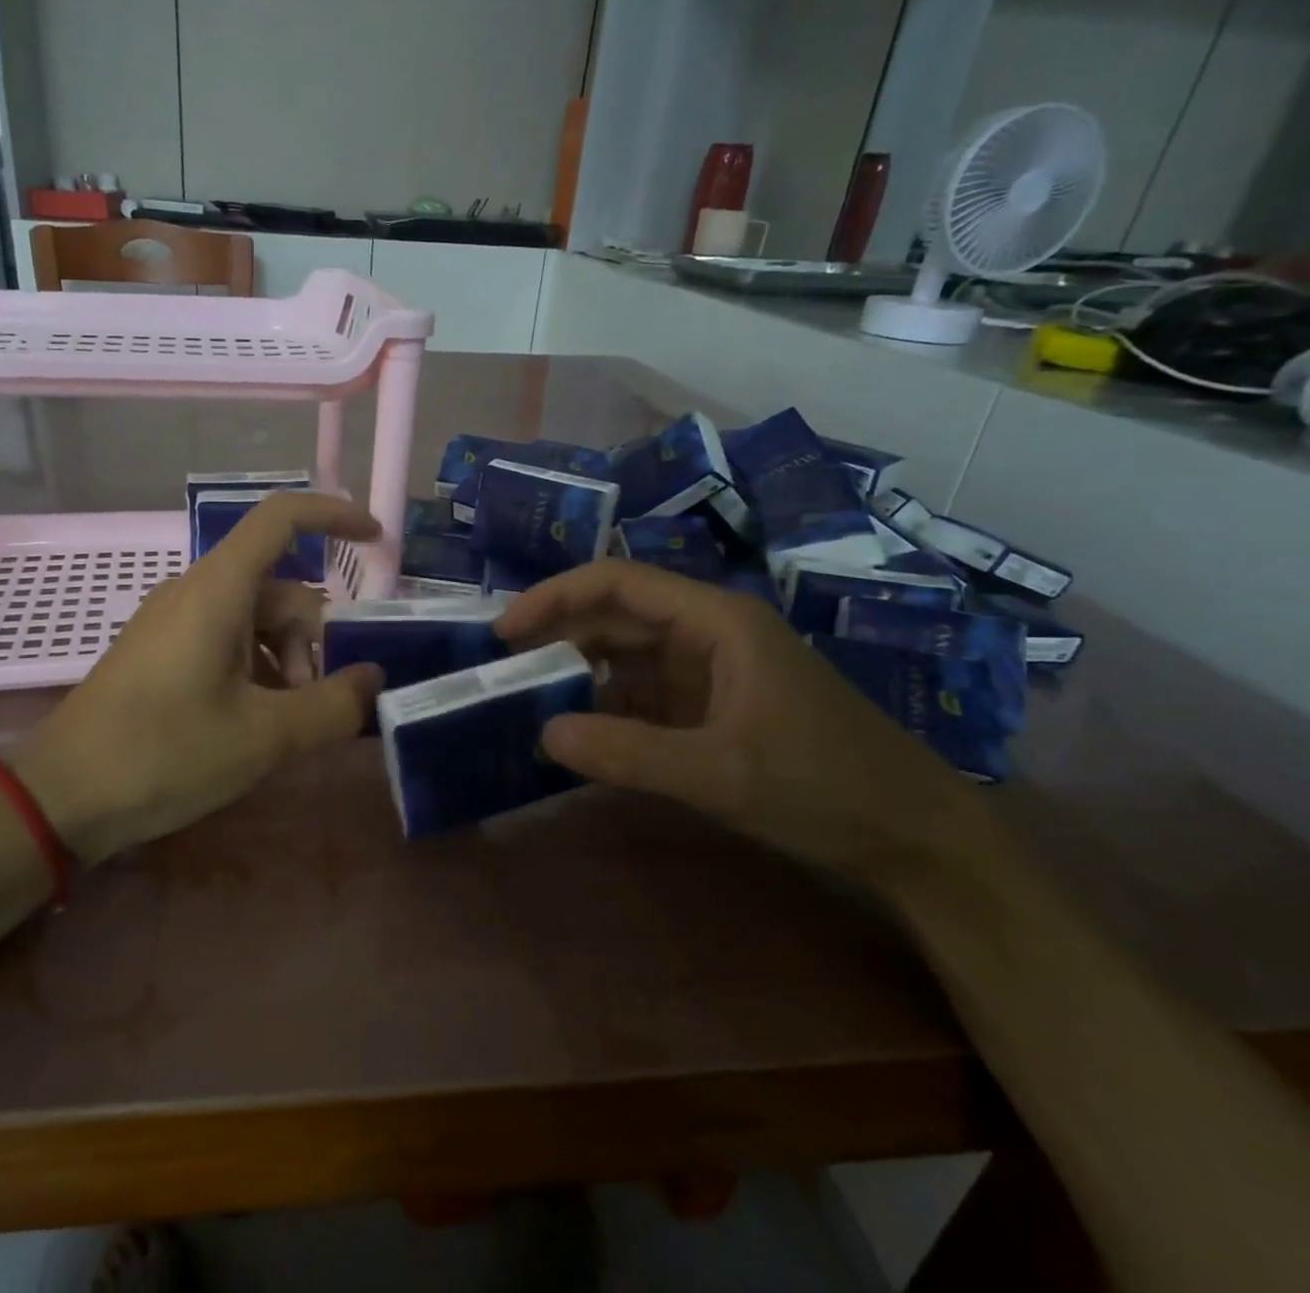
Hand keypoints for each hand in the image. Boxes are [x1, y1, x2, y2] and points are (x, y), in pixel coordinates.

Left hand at [14, 493, 383, 864]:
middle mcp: (195, 590)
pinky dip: (254, 669)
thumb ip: (332, 705)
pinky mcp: (160, 650)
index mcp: (218, 588)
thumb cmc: (165, 753)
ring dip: (284, 662)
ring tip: (281, 724)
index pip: (282, 517)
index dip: (334, 515)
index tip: (376, 540)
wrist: (60, 796)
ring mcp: (173, 620)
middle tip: (313, 703)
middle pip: (279, 588)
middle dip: (311, 640)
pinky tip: (251, 722)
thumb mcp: (264, 736)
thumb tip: (373, 679)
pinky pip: (225, 640)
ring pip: (254, 619)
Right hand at [495, 560, 979, 889]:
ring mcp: (711, 672)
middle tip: (503, 671)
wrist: (917, 838)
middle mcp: (708, 634)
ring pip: (626, 657)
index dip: (556, 597)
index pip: (618, 583)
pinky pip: (643, 696)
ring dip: (579, 675)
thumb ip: (629, 754)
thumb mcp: (722, 774)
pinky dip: (606, 710)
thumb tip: (543, 733)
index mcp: (716, 621)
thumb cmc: (827, 787)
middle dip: (558, 637)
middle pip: (616, 617)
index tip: (505, 630)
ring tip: (527, 702)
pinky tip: (577, 734)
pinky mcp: (712, 708)